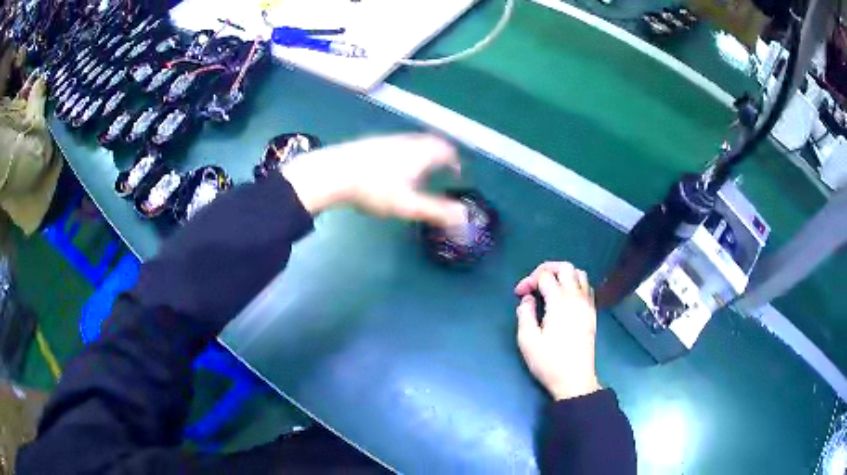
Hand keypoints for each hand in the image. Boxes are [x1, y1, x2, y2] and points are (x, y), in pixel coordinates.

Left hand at [282, 134, 467, 226]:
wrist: (334, 172)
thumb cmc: (374, 189)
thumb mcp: (407, 205)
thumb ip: (436, 211)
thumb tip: (463, 217)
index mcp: (421, 153)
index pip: (446, 151)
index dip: (456, 161)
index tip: (458, 172)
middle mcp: (407, 141)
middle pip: (431, 142)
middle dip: (441, 154)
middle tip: (444, 167)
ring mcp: (388, 140)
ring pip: (413, 142)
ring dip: (424, 152)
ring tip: (422, 168)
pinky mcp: (371, 143)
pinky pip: (398, 144)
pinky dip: (407, 152)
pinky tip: (394, 166)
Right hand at [515, 262, 600, 399]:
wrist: (575, 380)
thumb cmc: (549, 362)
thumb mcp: (527, 340)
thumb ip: (525, 313)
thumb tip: (528, 299)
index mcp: (559, 301)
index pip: (544, 276)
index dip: (528, 281)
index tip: (519, 295)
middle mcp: (576, 297)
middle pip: (565, 267)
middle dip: (547, 269)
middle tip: (534, 283)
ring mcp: (587, 304)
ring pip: (579, 274)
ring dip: (563, 275)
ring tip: (550, 288)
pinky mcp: (592, 313)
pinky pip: (587, 287)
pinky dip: (575, 284)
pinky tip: (565, 298)